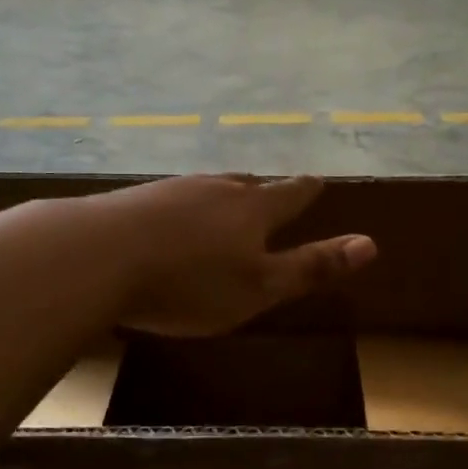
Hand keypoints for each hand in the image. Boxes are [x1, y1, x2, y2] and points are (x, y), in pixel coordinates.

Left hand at [97, 175, 375, 336]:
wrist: (97, 256)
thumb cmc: (189, 282)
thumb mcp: (259, 288)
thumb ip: (311, 268)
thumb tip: (370, 244)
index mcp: (251, 211)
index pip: (289, 195)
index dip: (306, 190)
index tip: (318, 181)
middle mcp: (213, 190)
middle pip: (246, 185)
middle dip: (261, 191)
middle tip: (269, 192)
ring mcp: (168, 191)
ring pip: (205, 189)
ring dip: (220, 196)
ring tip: (224, 202)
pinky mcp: (131, 201)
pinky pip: (168, 200)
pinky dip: (179, 209)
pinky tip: (168, 220)